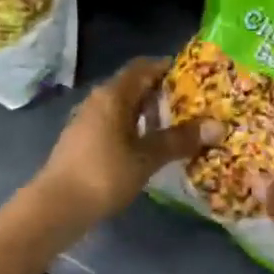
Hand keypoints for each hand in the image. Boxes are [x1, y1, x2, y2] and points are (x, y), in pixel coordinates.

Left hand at [33, 57, 220, 233]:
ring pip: (123, 107)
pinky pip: (114, 124)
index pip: (143, 67)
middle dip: (162, 93)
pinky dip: (134, 129)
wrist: (57, 206)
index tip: (194, 77)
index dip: (168, 68)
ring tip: (176, 127)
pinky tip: (149, 147)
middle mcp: (98, 100)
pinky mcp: (82, 140)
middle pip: (133, 86)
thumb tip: (217, 126)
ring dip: (148, 114)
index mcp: (113, 95)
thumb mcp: (146, 158)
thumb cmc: (104, 175)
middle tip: (193, 105)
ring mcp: (87, 120)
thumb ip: (179, 140)